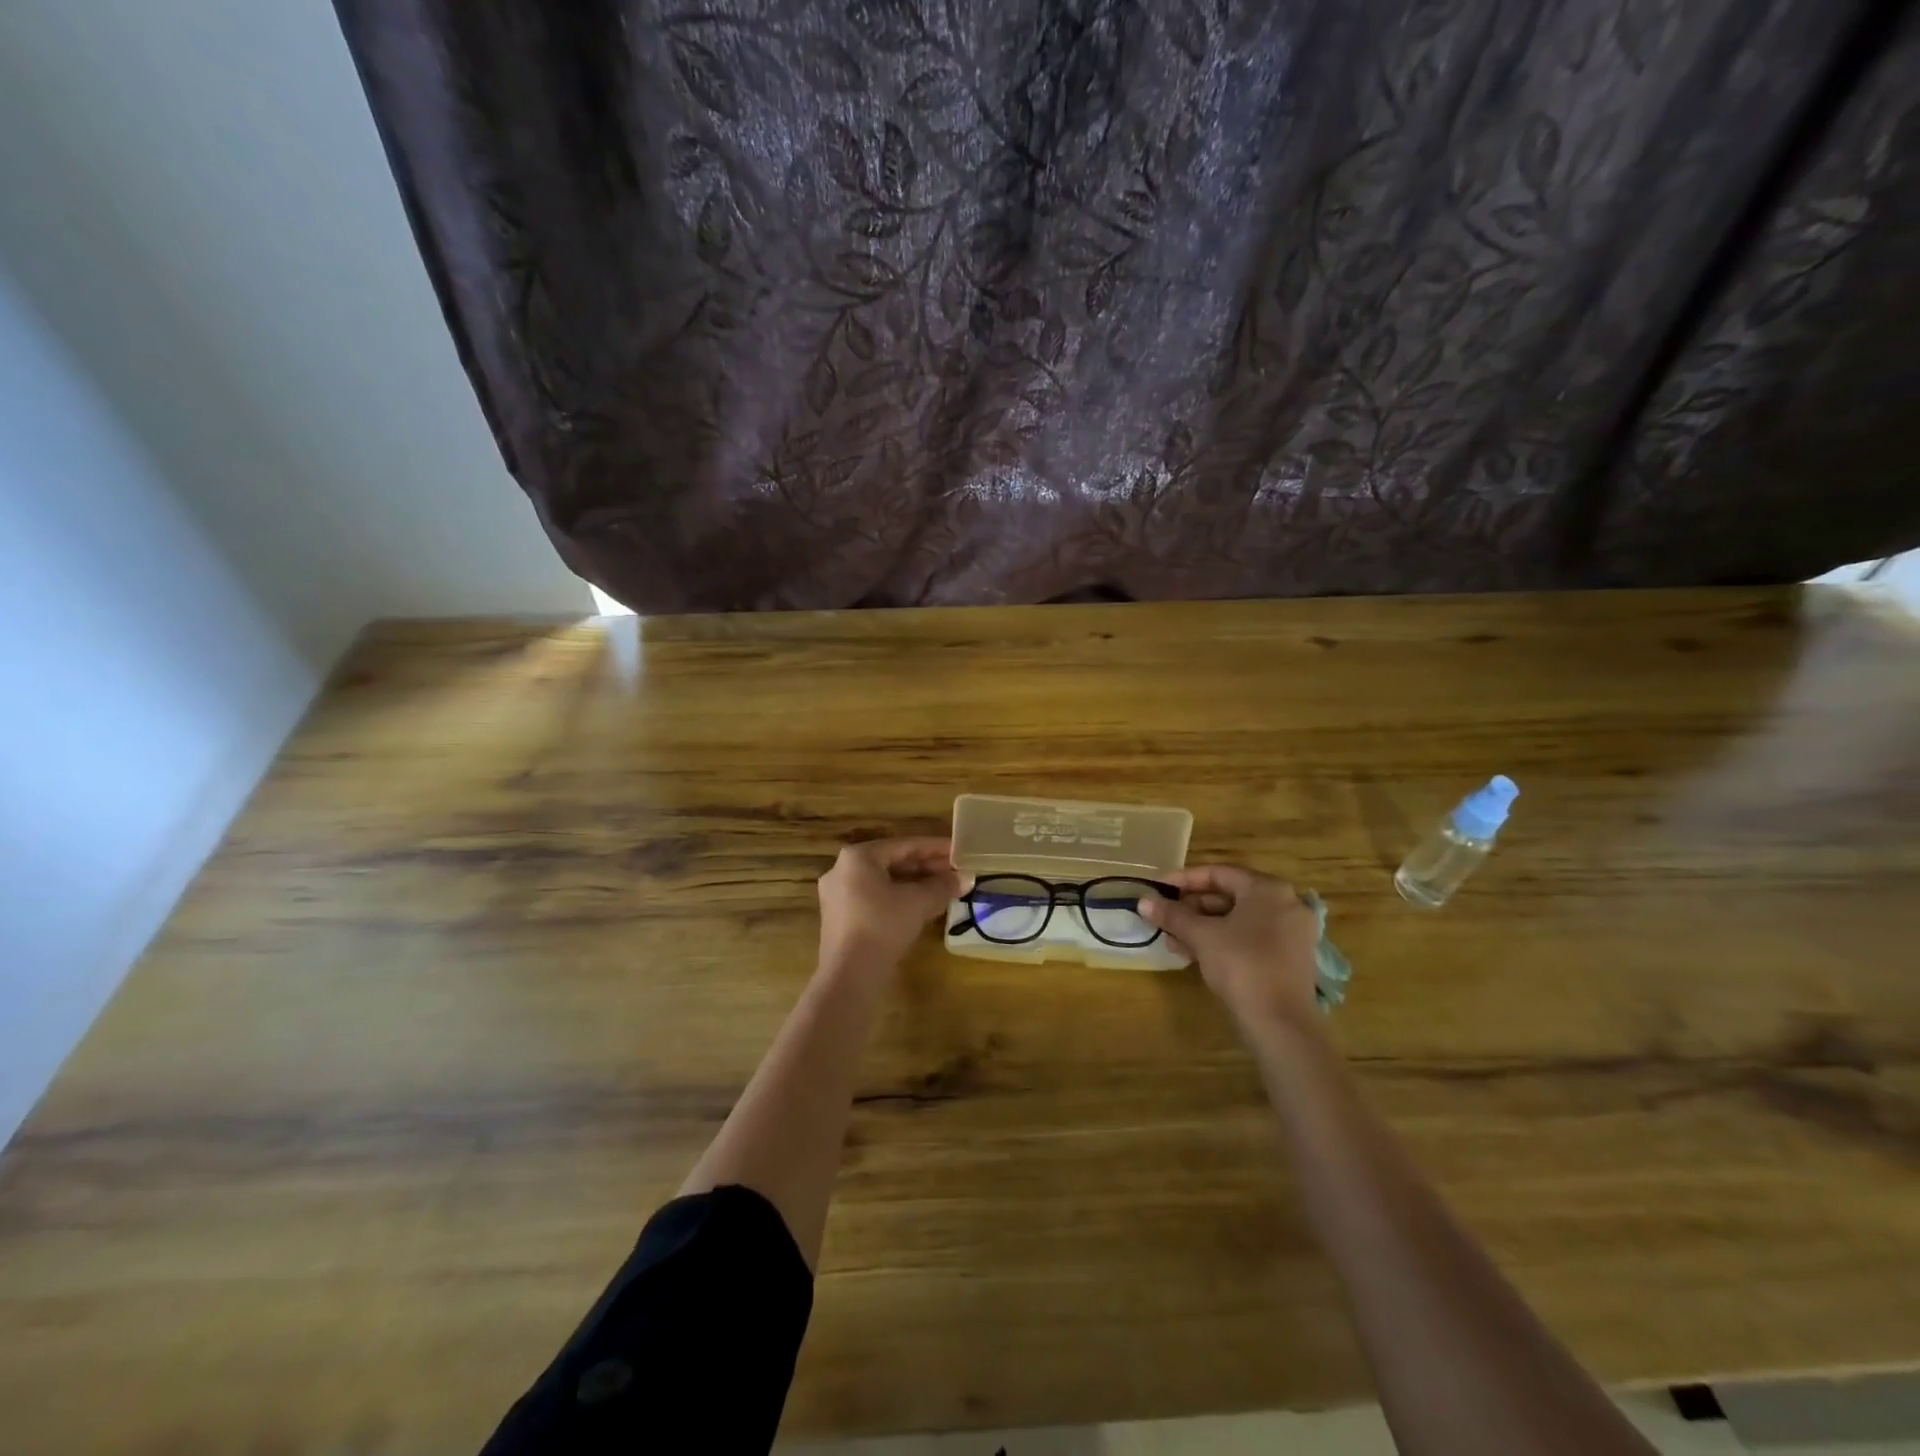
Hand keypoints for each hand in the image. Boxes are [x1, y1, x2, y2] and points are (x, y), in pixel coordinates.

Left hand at [817, 837, 963, 970]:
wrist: (849, 975)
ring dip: (915, 884)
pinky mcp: (841, 918)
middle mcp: (843, 869)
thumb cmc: (883, 926)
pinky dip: (900, 898)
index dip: (935, 848)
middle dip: (926, 868)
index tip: (959, 850)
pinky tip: (923, 906)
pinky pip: (876, 898)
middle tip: (956, 871)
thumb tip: (966, 878)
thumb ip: (943, 886)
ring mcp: (839, 895)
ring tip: (945, 888)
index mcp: (858, 857)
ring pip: (885, 882)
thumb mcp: (918, 902)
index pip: (905, 845)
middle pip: (893, 862)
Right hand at [1139, 865, 1320, 1026]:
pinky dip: (1222, 940)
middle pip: (1229, 896)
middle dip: (1192, 907)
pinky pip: (1250, 937)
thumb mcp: (1201, 936)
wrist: (1281, 1023)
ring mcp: (1291, 932)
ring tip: (1173, 940)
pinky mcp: (1289, 958)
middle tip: (1164, 917)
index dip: (1184, 880)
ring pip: (1238, 919)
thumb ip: (1172, 915)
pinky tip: (1194, 954)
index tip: (1159, 889)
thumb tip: (1143, 901)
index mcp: (1268, 889)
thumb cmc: (1241, 965)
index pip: (1219, 873)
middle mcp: (1285, 903)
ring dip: (1203, 926)